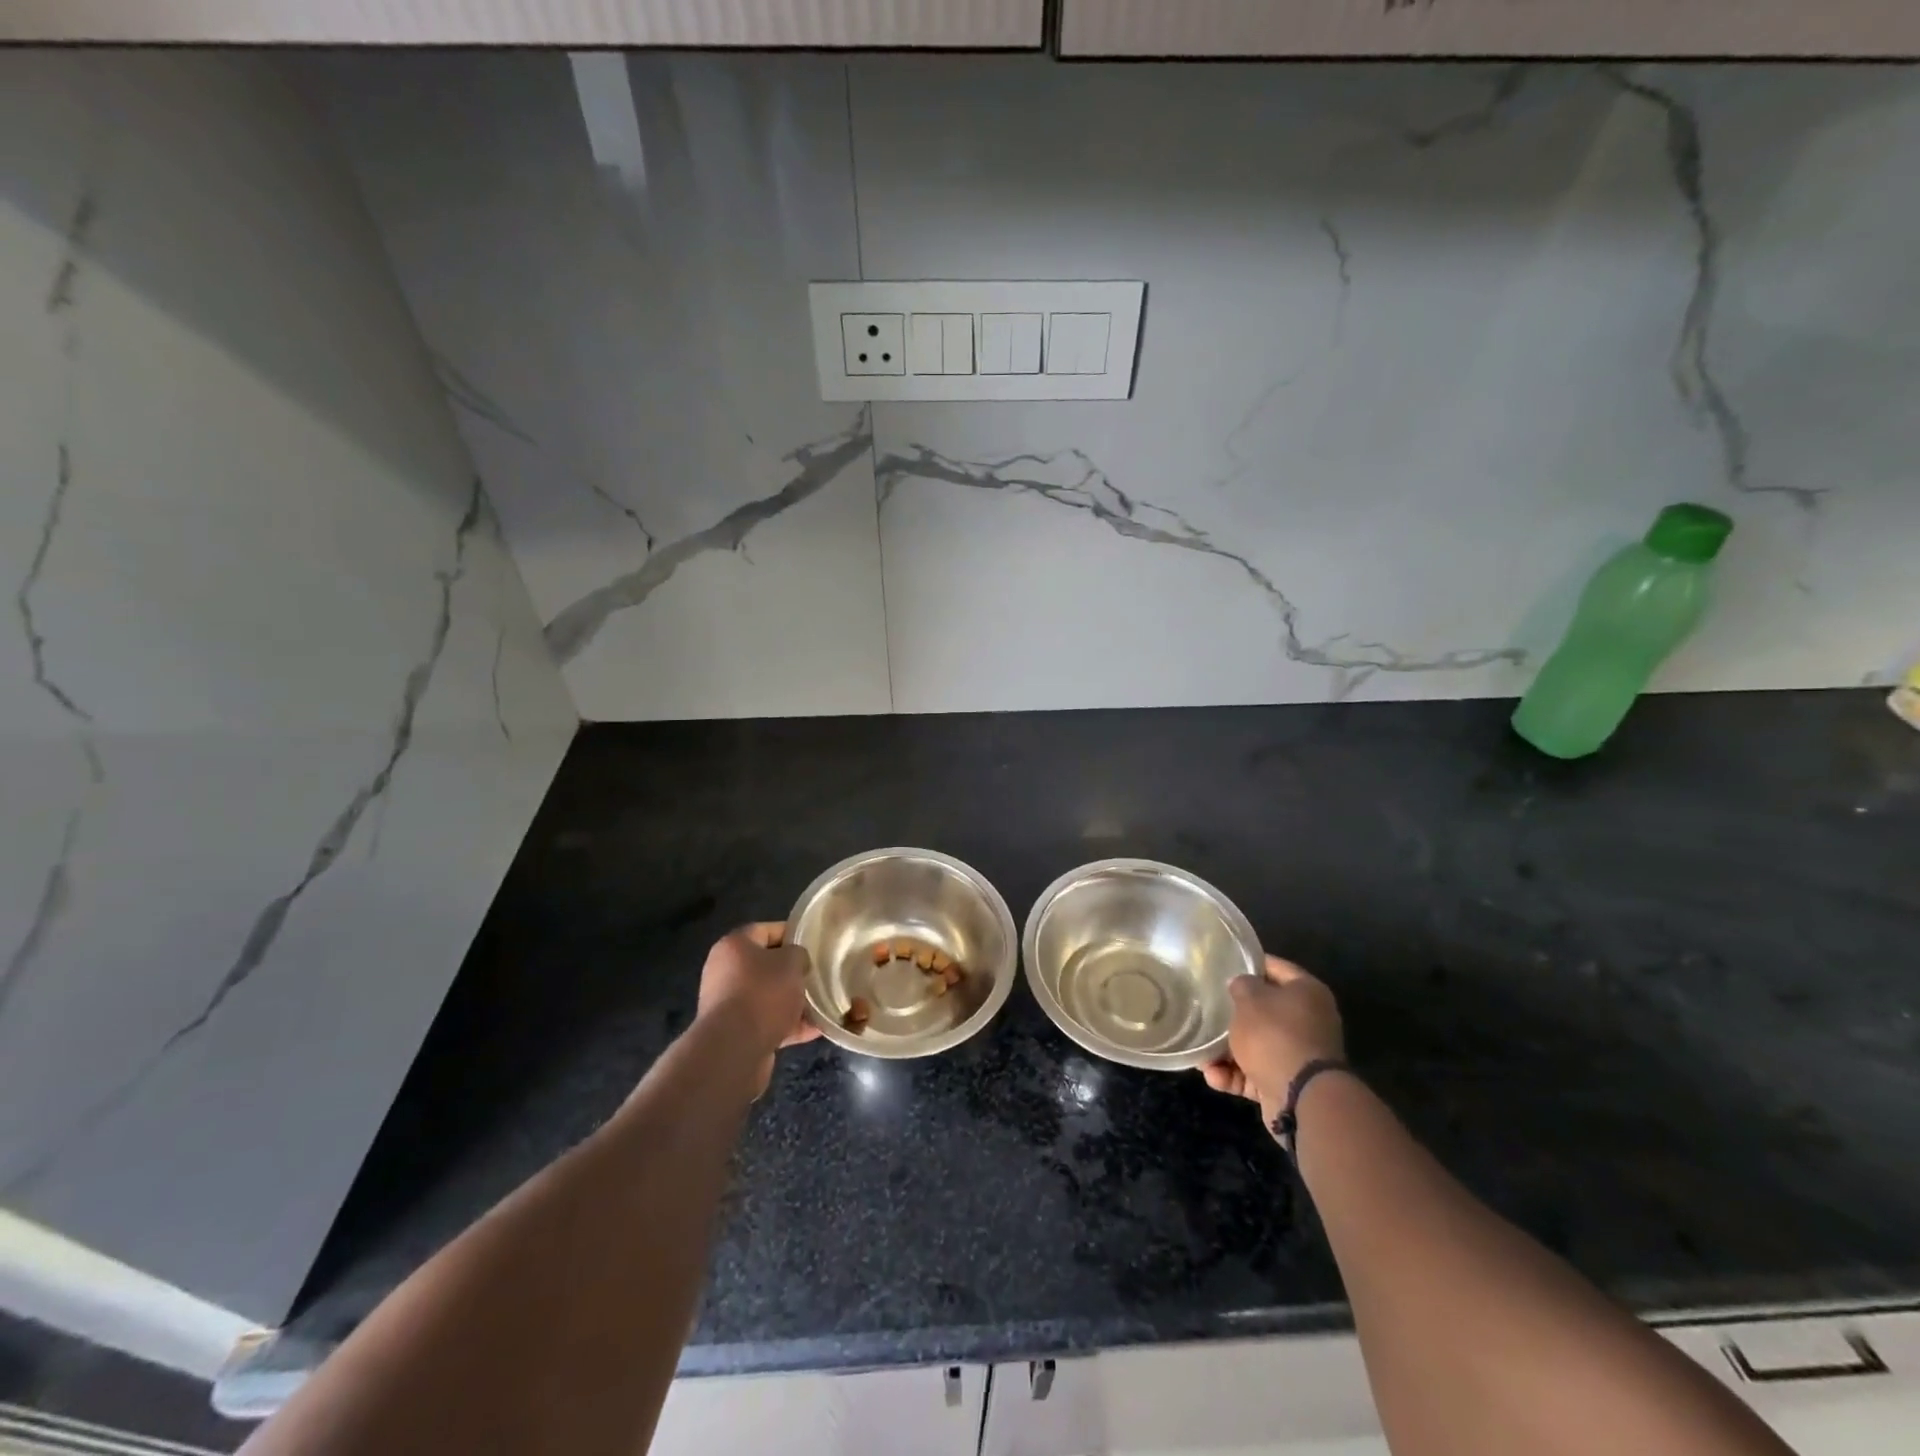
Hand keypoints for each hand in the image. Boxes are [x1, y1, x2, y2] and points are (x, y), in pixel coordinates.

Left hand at [696, 923, 820, 1093]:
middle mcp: (725, 972)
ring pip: (768, 996)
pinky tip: (815, 1029)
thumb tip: (796, 962)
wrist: (734, 1050)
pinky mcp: (735, 1033)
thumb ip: (798, 954)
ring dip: (793, 1001)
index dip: (792, 934)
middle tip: (817, 976)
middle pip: (766, 965)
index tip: (814, 945)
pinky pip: (767, 1022)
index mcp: (734, 946)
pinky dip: (789, 1024)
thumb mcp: (791, 962)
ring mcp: (729, 1004)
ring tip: (821, 1005)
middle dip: (793, 972)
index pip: (766, 930)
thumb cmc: (763, 993)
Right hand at [1201, 955, 1343, 1125]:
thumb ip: (1241, 986)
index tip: (1222, 965)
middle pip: (1263, 1010)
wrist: (1302, 1098)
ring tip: (1201, 1054)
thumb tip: (1241, 985)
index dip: (1248, 964)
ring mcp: (1298, 1054)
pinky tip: (1212, 1076)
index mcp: (1307, 992)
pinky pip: (1255, 1072)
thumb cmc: (1274, 1035)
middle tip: (1206, 1010)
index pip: (1275, 967)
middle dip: (1232, 1014)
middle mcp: (1307, 1021)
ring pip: (1255, 1044)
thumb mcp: (1249, 1000)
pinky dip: (1234, 1075)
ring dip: (1226, 1050)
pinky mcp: (1286, 1083)